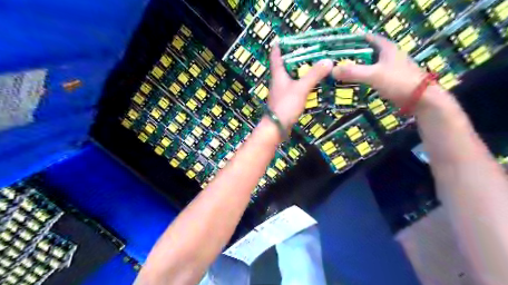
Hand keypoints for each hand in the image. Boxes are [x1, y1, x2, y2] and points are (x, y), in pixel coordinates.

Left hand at [268, 43, 335, 126]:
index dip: (278, 47)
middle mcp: (277, 82)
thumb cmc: (286, 105)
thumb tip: (328, 61)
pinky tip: (309, 85)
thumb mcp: (301, 88)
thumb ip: (314, 75)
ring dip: (298, 72)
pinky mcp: (284, 102)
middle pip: (283, 66)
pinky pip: (293, 89)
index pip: (275, 56)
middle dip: (293, 58)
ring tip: (311, 66)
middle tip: (307, 51)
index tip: (283, 38)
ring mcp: (280, 93)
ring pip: (289, 78)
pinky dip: (300, 84)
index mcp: (278, 75)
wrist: (277, 128)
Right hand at [332, 33, 425, 107]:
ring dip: (357, 69)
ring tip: (342, 74)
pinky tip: (354, 85)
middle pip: (367, 53)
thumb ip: (353, 72)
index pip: (369, 38)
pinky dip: (363, 79)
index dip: (355, 40)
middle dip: (353, 57)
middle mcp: (389, 56)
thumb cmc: (398, 81)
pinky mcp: (390, 81)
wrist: (419, 99)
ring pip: (369, 66)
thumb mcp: (373, 75)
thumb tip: (332, 71)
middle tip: (337, 62)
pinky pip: (372, 77)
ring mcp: (390, 69)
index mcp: (387, 48)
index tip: (340, 46)